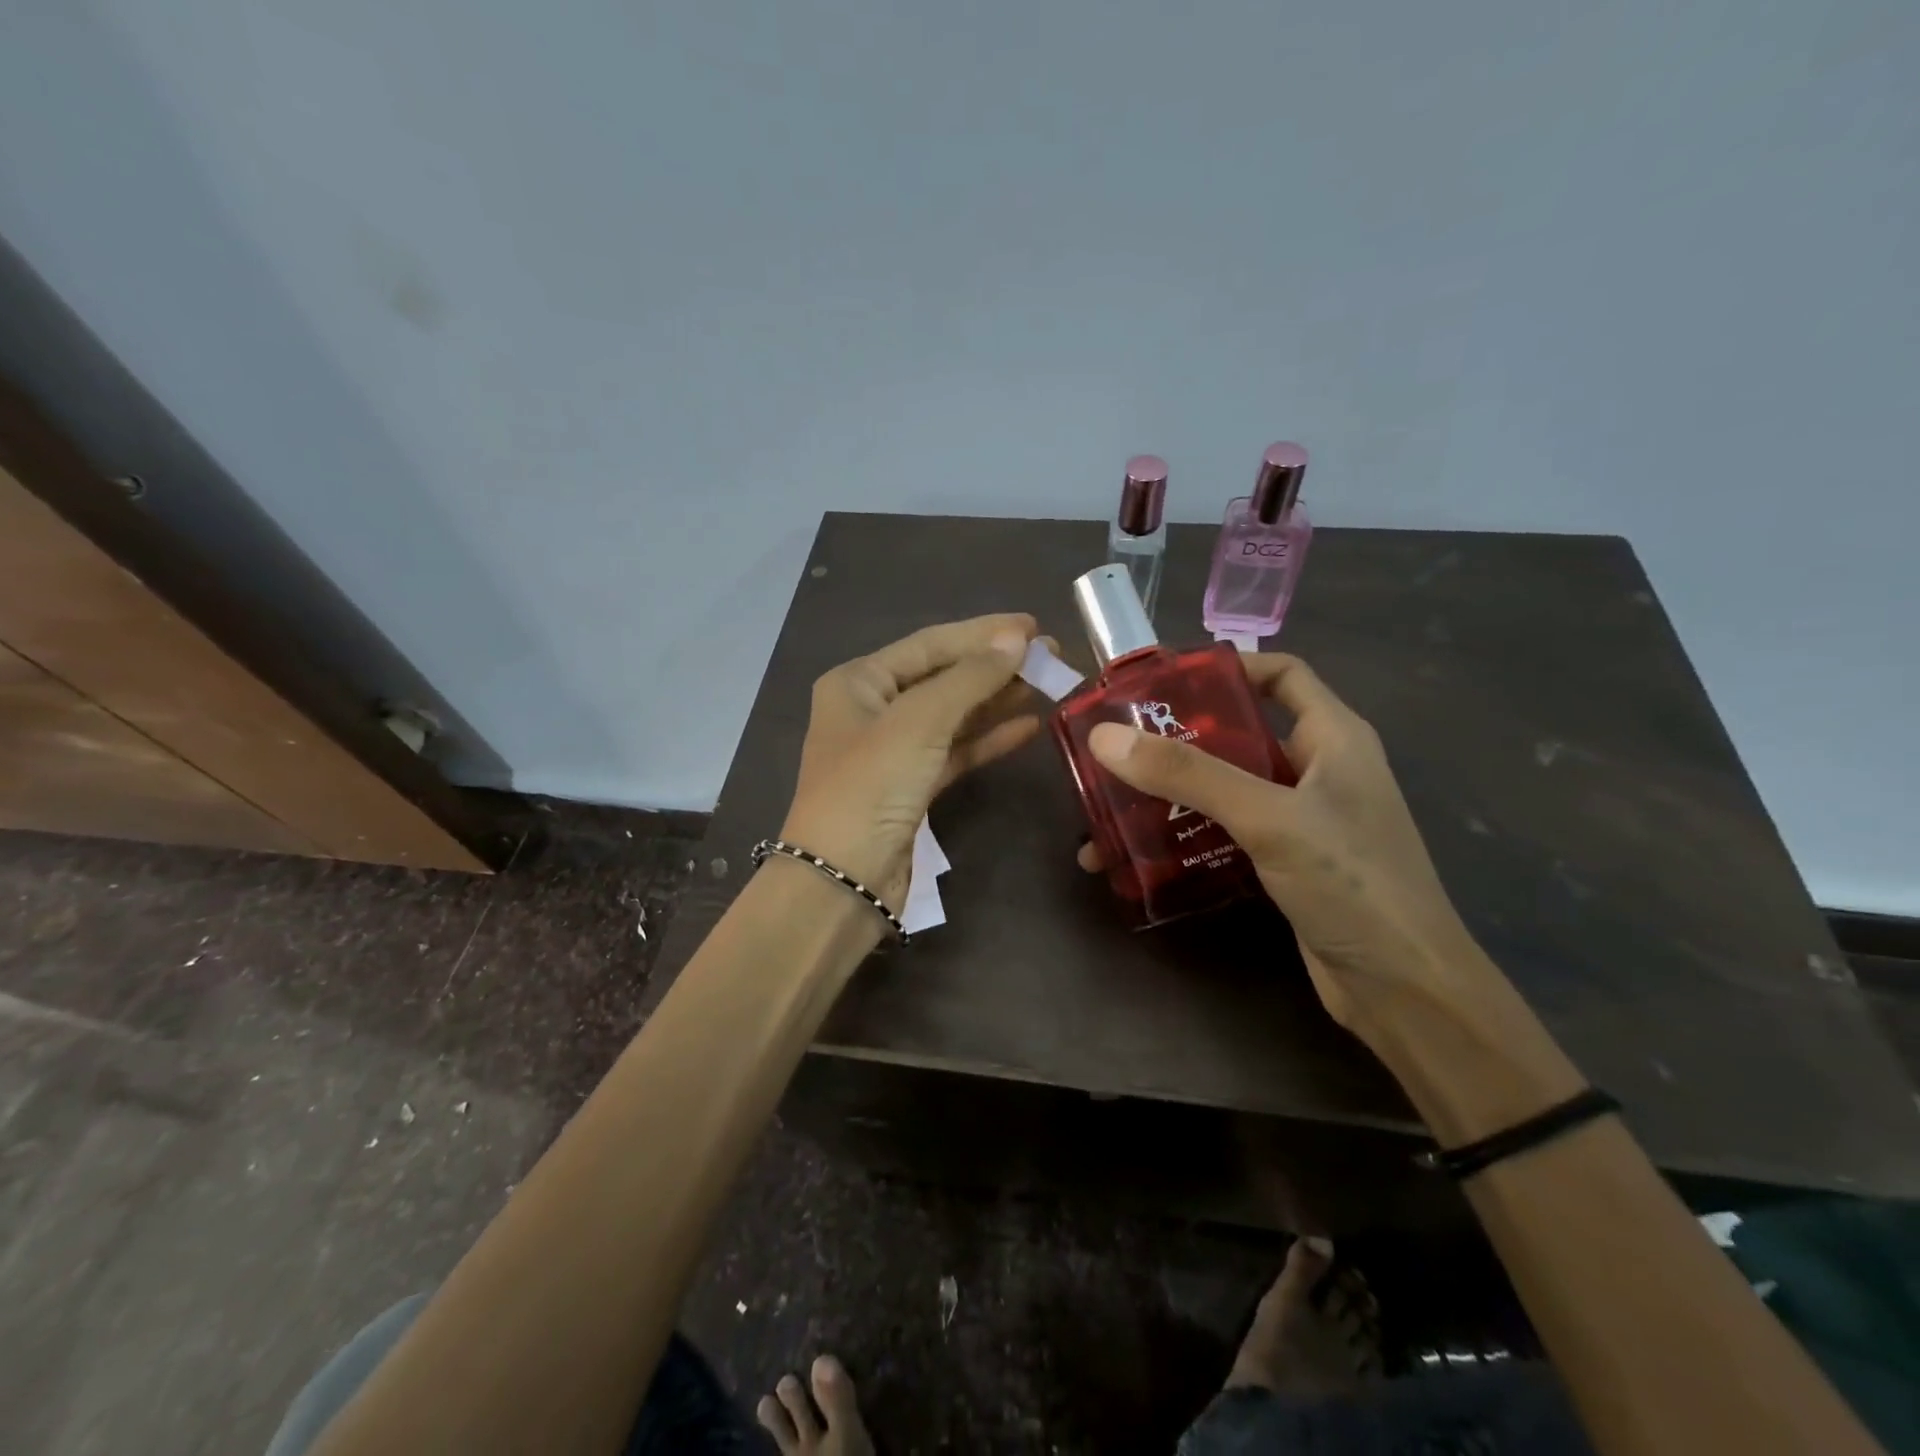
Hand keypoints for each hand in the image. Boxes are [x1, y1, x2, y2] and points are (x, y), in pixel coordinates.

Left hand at [780, 614, 1039, 910]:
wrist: (843, 880)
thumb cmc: (871, 787)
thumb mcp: (919, 722)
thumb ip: (969, 678)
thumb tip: (1016, 639)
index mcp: (859, 681)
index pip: (930, 644)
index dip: (982, 632)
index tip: (1033, 626)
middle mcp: (872, 709)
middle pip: (943, 677)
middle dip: (995, 666)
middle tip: (1051, 657)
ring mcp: (892, 750)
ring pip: (953, 715)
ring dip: (996, 700)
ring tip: (1047, 685)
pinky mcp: (912, 787)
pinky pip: (955, 751)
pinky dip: (988, 739)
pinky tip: (1028, 726)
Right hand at [1080, 654, 1490, 1047]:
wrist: (1404, 991)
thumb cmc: (1352, 884)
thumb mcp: (1269, 818)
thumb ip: (1190, 775)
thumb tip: (1105, 738)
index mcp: (1333, 737)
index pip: (1280, 674)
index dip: (1226, 667)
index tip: (1161, 682)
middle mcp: (1317, 770)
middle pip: (1239, 733)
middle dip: (1177, 738)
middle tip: (1116, 745)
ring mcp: (1301, 820)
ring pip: (1225, 787)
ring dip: (1170, 794)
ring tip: (1109, 805)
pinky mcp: (1283, 863)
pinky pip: (1224, 832)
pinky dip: (1184, 836)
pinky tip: (1138, 854)